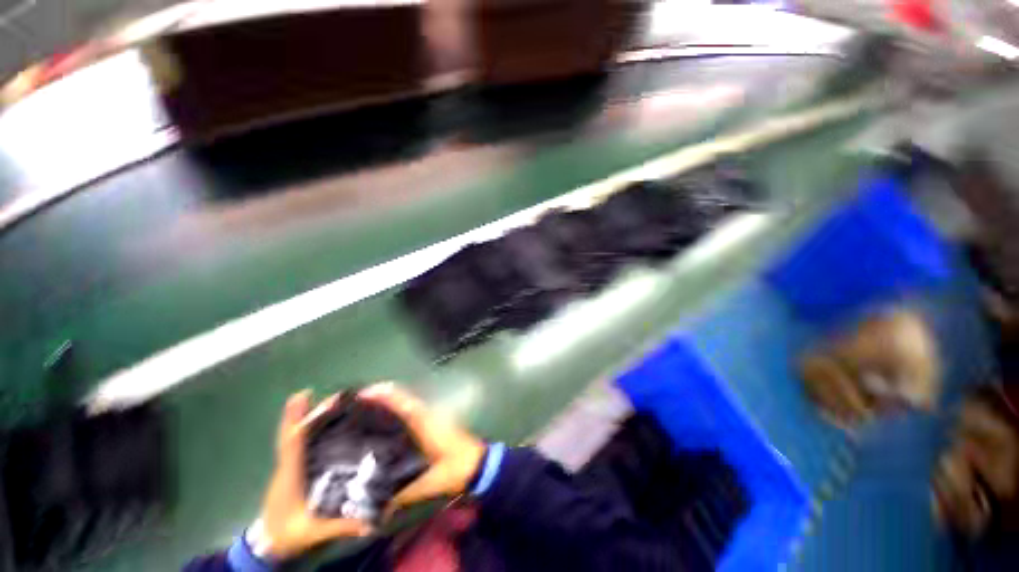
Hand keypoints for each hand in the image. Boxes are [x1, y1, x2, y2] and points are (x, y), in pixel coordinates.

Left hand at [257, 391, 371, 559]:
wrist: (266, 545)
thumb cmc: (287, 534)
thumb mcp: (314, 532)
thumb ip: (341, 526)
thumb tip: (372, 521)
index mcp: (290, 475)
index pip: (292, 441)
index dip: (297, 418)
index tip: (303, 395)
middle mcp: (287, 465)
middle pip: (294, 432)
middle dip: (308, 412)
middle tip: (332, 396)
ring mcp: (287, 466)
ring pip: (294, 436)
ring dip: (307, 417)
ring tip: (329, 403)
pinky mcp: (291, 469)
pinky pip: (296, 443)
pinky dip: (304, 428)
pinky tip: (319, 422)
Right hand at [359, 383, 485, 514]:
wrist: (478, 465)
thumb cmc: (455, 469)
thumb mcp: (426, 484)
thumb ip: (400, 494)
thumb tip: (372, 506)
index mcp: (425, 423)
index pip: (402, 402)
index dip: (383, 395)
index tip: (362, 394)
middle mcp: (427, 414)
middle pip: (402, 398)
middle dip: (381, 397)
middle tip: (355, 405)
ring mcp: (431, 417)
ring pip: (407, 403)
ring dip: (389, 402)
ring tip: (364, 411)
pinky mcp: (433, 423)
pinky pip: (412, 411)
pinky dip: (398, 409)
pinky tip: (386, 423)